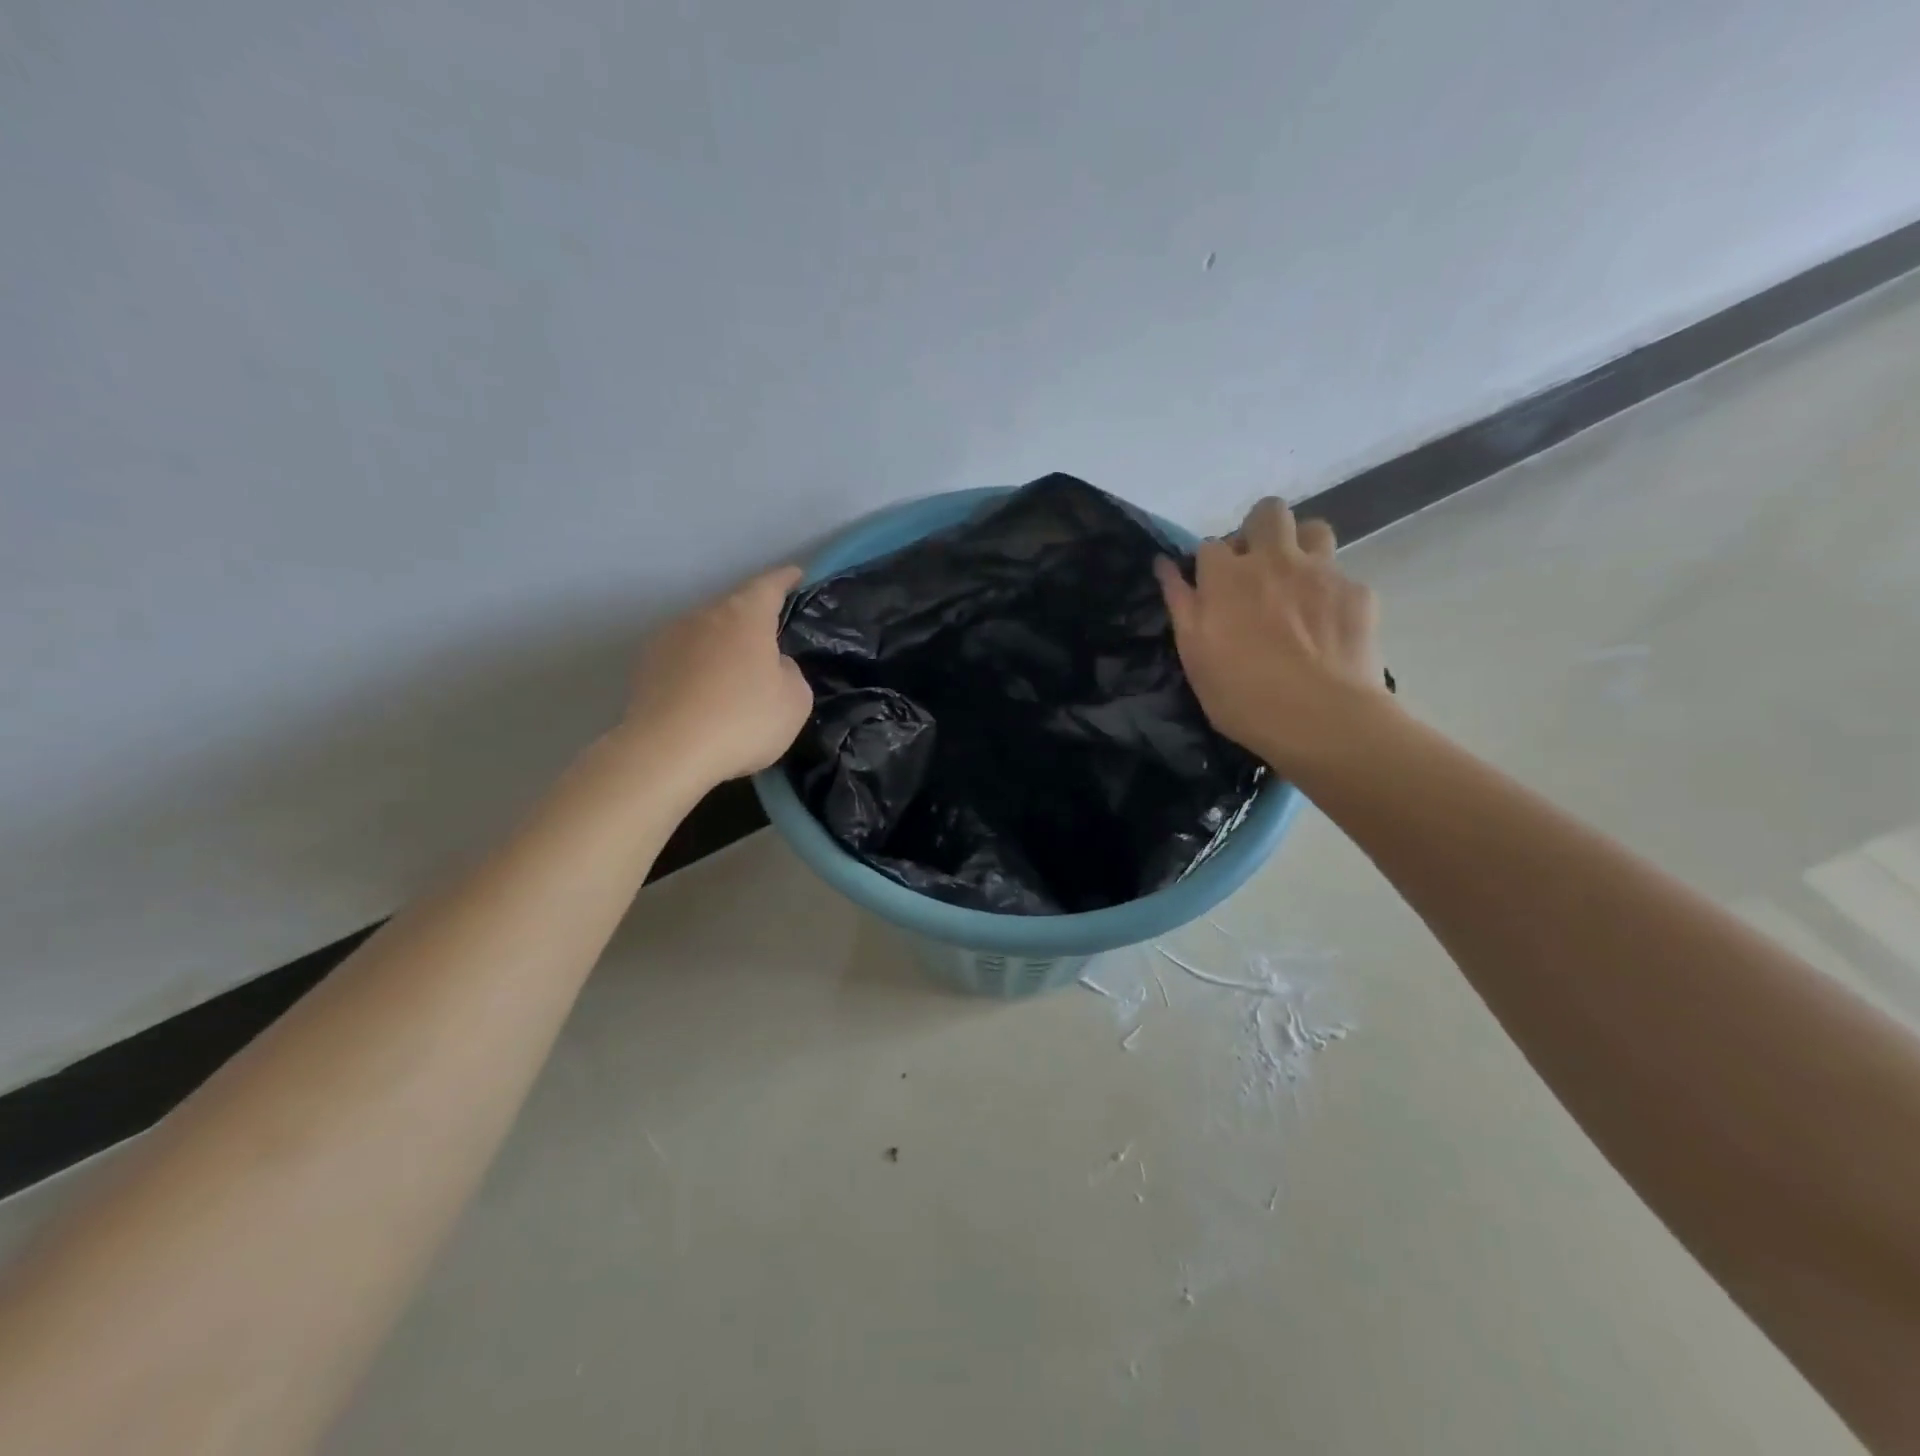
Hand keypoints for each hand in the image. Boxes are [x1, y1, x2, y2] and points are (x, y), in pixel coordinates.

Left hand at [620, 565, 814, 788]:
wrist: (666, 752)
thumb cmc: (742, 719)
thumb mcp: (794, 701)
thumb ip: (789, 673)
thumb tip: (772, 665)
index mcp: (744, 615)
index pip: (769, 585)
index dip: (785, 579)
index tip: (796, 574)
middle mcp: (703, 616)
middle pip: (733, 609)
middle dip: (752, 622)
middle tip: (769, 644)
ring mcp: (668, 639)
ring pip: (705, 634)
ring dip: (722, 648)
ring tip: (734, 678)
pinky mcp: (645, 668)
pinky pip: (683, 661)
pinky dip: (697, 671)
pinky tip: (704, 697)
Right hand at [1155, 498, 1388, 769]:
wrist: (1320, 718)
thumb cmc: (1241, 694)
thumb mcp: (1193, 655)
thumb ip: (1180, 603)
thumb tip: (1163, 565)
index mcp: (1226, 575)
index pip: (1209, 545)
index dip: (1209, 565)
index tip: (1211, 590)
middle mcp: (1273, 559)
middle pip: (1267, 512)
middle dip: (1258, 531)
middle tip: (1257, 570)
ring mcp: (1321, 571)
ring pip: (1313, 529)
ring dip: (1301, 547)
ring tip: (1296, 583)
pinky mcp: (1358, 592)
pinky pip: (1342, 576)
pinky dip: (1331, 593)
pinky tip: (1327, 626)